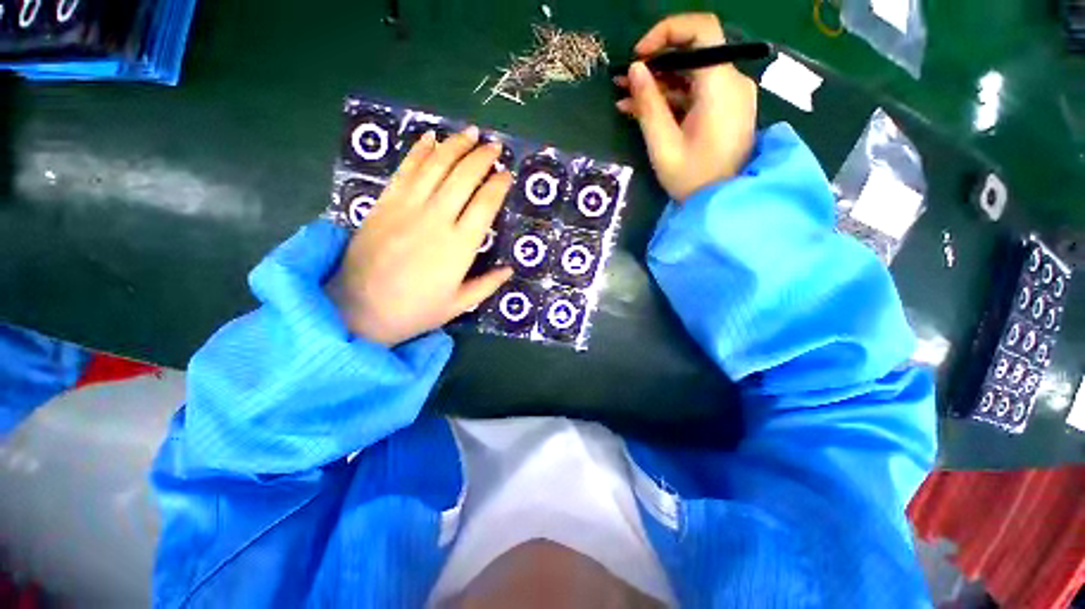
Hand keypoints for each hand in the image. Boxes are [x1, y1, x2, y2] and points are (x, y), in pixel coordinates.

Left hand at [328, 126, 513, 345]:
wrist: (358, 308)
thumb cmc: (415, 310)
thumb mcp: (459, 305)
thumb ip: (487, 285)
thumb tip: (510, 270)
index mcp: (459, 247)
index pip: (485, 205)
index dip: (498, 185)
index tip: (506, 174)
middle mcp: (437, 220)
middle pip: (464, 178)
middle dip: (482, 157)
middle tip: (494, 146)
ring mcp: (408, 208)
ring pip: (436, 166)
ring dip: (456, 146)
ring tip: (470, 133)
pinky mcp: (385, 203)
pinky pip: (406, 171)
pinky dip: (420, 151)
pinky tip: (431, 138)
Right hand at [615, 13, 757, 201]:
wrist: (722, 203)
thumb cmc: (692, 179)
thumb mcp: (664, 144)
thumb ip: (648, 105)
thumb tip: (634, 69)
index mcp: (720, 85)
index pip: (701, 30)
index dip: (666, 32)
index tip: (638, 55)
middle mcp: (732, 82)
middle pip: (693, 54)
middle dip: (655, 63)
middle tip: (623, 80)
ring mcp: (731, 96)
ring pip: (692, 76)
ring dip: (658, 84)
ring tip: (625, 98)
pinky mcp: (725, 110)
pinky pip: (696, 94)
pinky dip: (671, 99)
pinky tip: (643, 110)